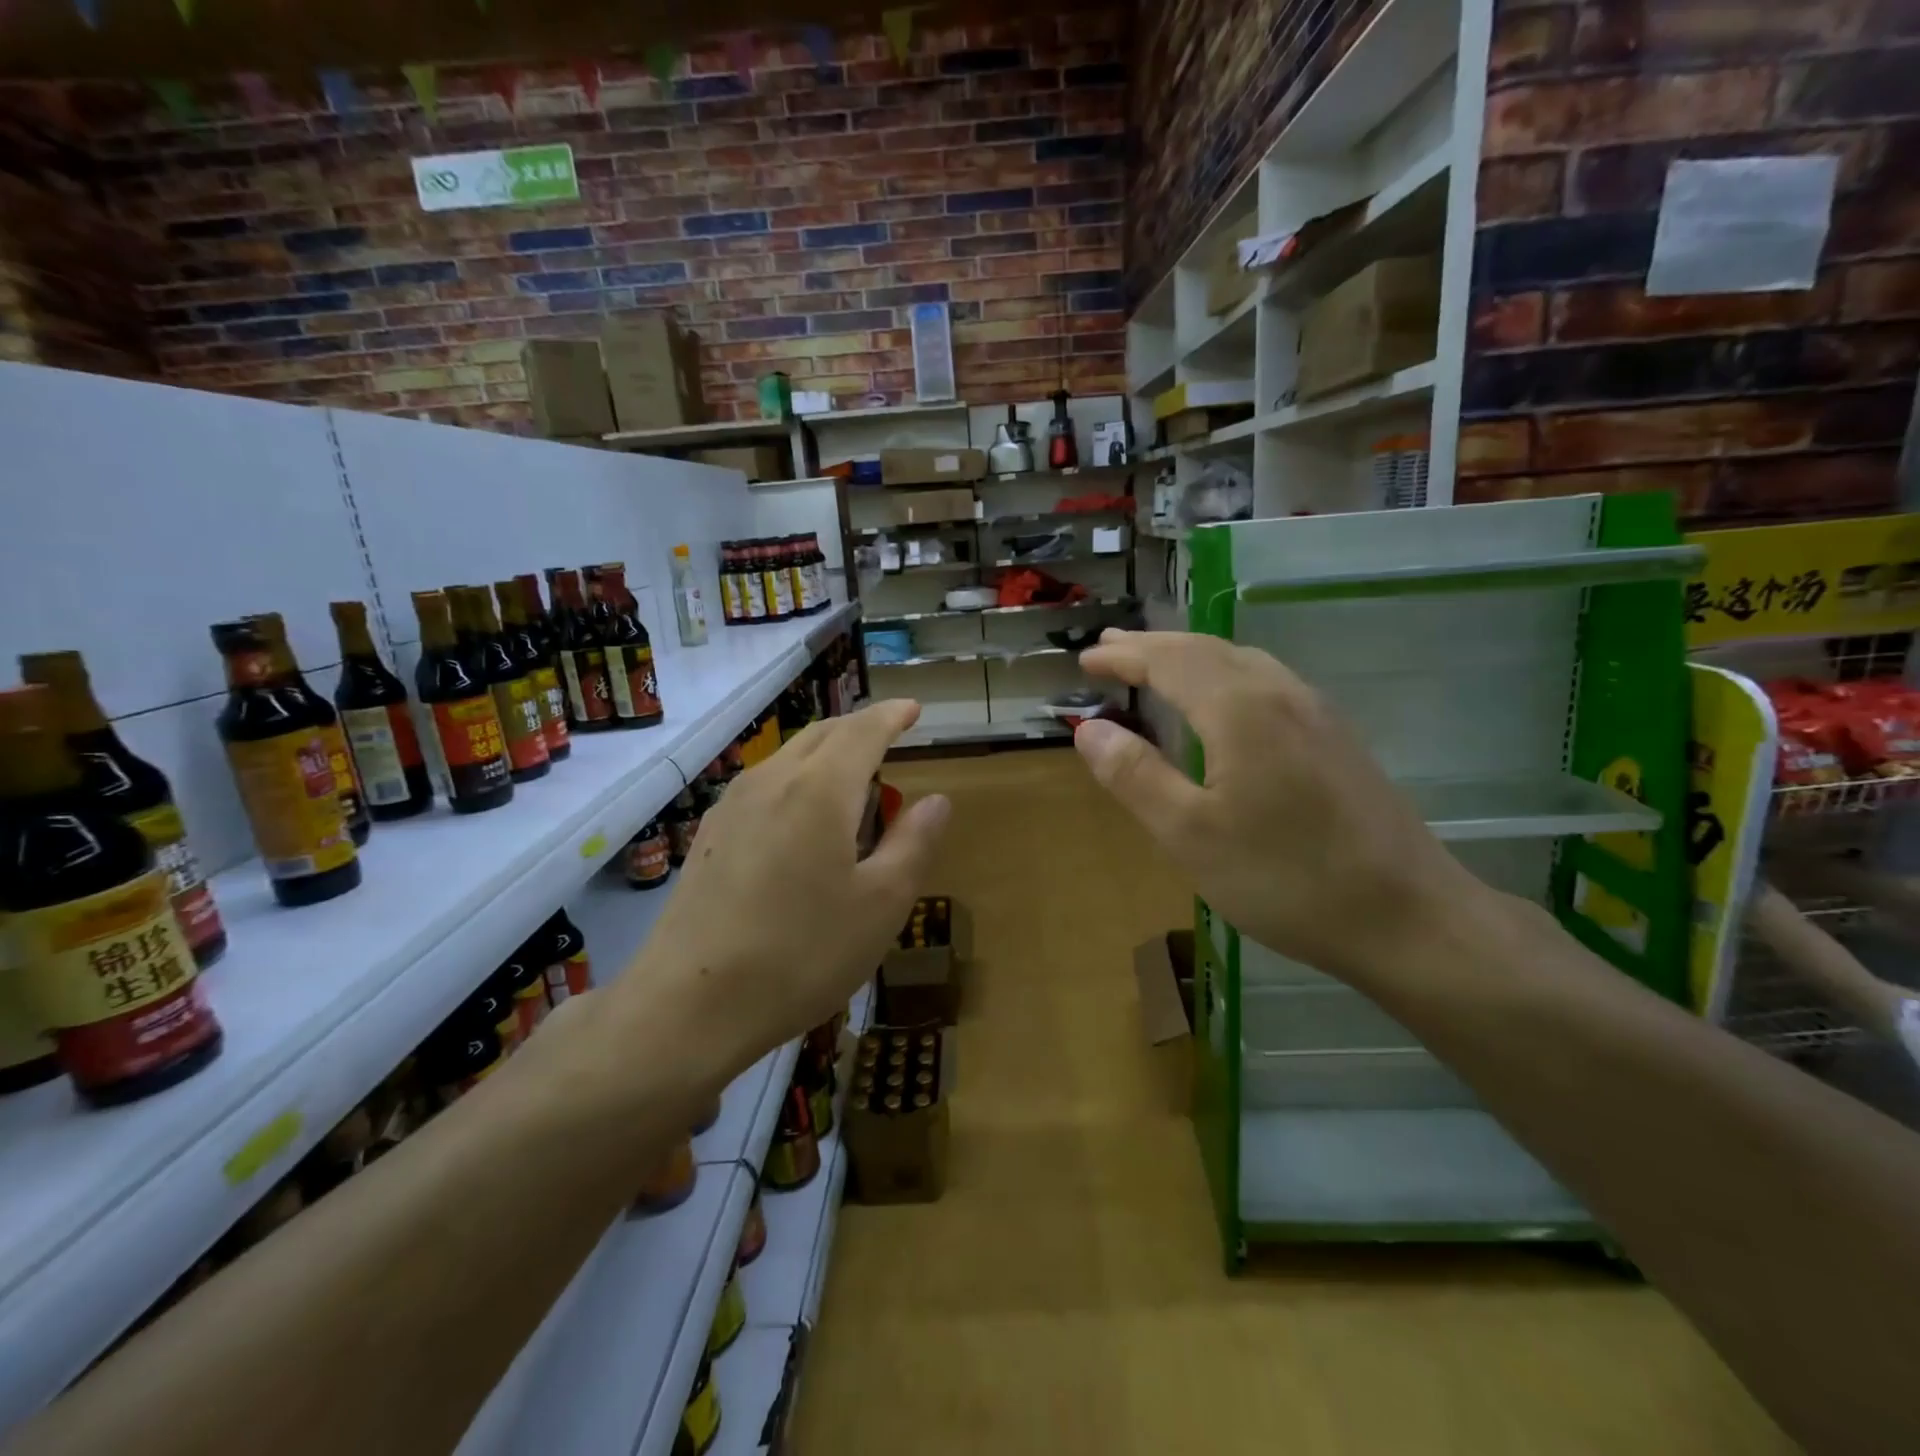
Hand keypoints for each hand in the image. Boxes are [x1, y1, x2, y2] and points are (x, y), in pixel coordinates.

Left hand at [616, 699, 949, 1078]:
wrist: (689, 1004)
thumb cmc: (801, 953)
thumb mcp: (881, 904)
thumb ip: (913, 843)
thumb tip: (936, 800)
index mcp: (821, 789)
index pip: (863, 730)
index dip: (891, 716)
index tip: (912, 709)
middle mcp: (773, 780)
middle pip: (823, 734)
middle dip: (860, 729)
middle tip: (889, 739)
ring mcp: (733, 805)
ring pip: (789, 757)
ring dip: (827, 754)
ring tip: (852, 780)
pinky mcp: (711, 834)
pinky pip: (766, 784)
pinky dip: (798, 780)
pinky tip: (802, 819)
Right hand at [1076, 631, 1485, 985]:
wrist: (1409, 916)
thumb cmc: (1286, 878)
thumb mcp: (1190, 835)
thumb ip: (1135, 776)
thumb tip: (1090, 729)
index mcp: (1239, 709)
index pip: (1168, 661)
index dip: (1123, 657)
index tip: (1085, 660)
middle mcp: (1279, 692)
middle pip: (1204, 649)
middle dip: (1151, 646)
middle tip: (1108, 649)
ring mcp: (1316, 711)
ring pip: (1240, 660)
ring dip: (1189, 655)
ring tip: (1155, 663)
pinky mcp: (1336, 736)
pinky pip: (1265, 680)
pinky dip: (1223, 672)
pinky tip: (1222, 699)